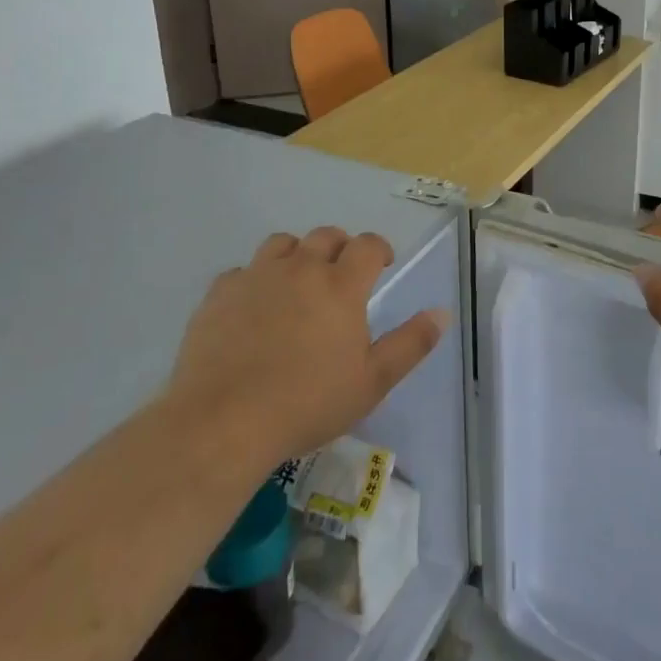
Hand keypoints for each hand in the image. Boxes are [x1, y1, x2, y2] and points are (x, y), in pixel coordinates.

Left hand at [167, 227, 450, 462]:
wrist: (222, 423)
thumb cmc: (307, 403)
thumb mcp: (373, 382)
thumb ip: (411, 343)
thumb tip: (442, 312)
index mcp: (341, 285)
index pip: (368, 245)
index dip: (379, 249)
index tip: (382, 266)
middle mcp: (301, 269)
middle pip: (326, 236)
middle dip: (340, 248)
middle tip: (342, 276)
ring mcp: (256, 277)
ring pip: (282, 244)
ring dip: (296, 255)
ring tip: (297, 283)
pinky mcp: (219, 295)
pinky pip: (241, 272)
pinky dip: (254, 281)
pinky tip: (253, 308)